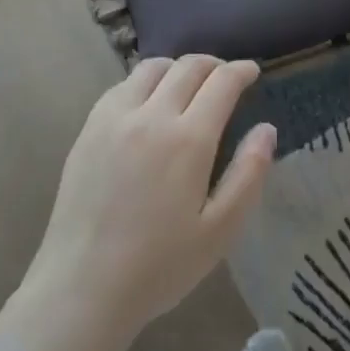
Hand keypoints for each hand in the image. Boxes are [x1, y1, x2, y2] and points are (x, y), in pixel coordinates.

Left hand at [27, 55, 275, 343]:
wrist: (82, 285)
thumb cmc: (159, 266)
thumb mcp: (220, 231)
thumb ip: (249, 174)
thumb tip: (267, 129)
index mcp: (189, 139)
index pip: (221, 82)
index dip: (241, 71)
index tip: (252, 72)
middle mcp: (152, 115)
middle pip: (188, 66)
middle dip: (214, 64)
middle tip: (225, 77)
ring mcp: (115, 118)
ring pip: (152, 68)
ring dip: (178, 67)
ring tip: (188, 84)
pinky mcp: (89, 128)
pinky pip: (122, 85)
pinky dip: (145, 81)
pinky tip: (149, 102)